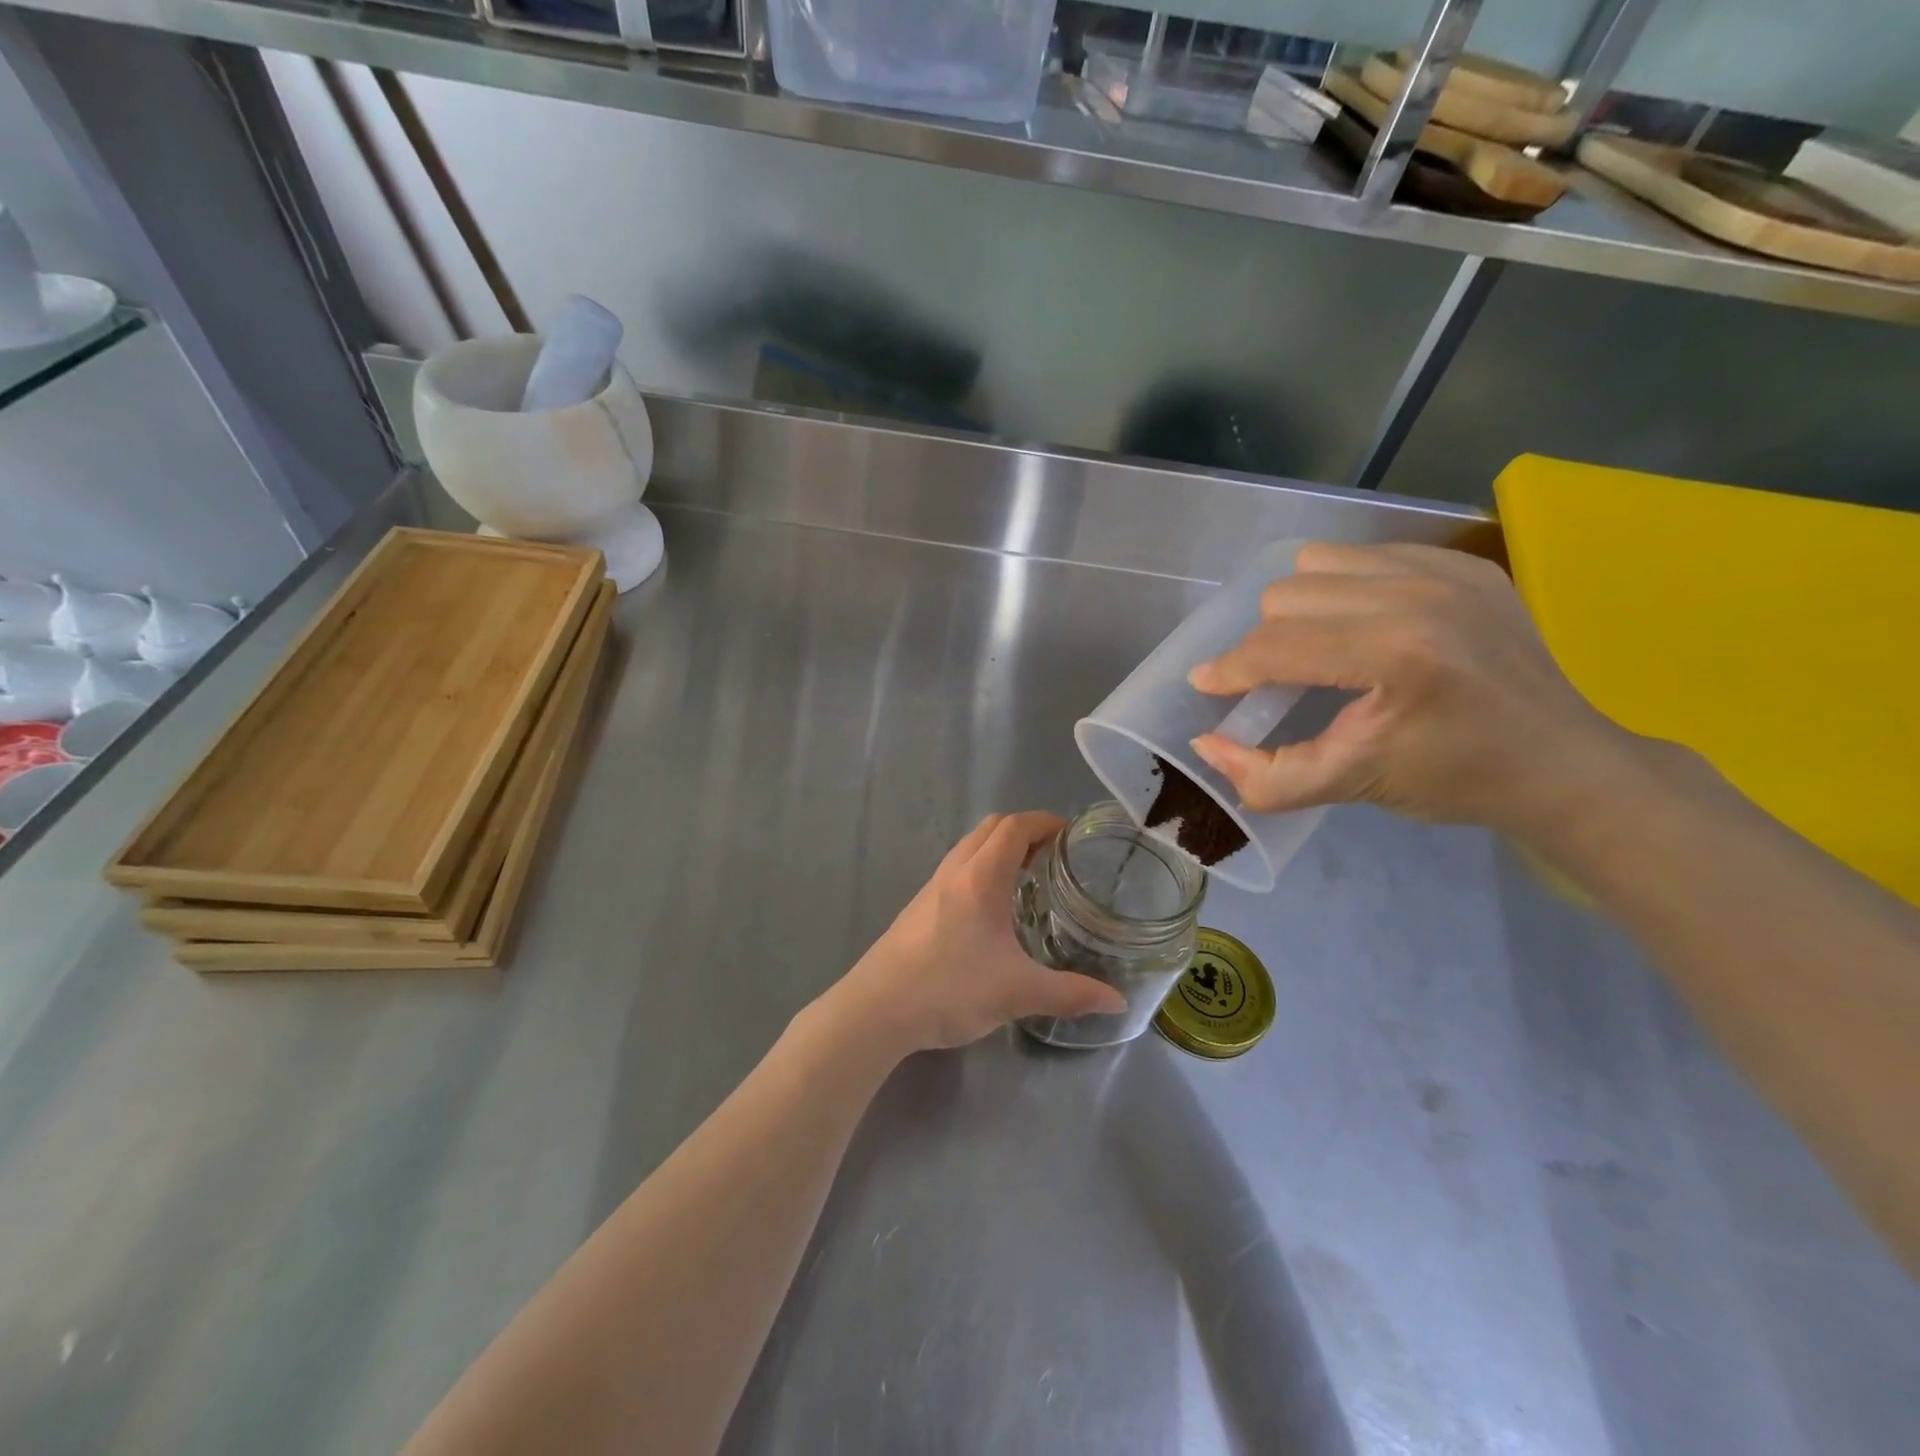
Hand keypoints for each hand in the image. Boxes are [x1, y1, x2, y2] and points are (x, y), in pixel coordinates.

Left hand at [829, 812, 1127, 1054]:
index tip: (1071, 834)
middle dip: (1025, 830)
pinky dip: (981, 867)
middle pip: (990, 828)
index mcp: (980, 878)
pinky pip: (957, 868)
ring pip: (970, 847)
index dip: (1044, 822)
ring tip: (1028, 876)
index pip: (1014, 827)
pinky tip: (992, 907)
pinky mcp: (918, 907)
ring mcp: (932, 887)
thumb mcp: (1017, 993)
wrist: (876, 1009)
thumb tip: (1118, 1002)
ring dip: (1000, 848)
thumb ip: (1071, 994)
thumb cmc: (949, 990)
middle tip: (1055, 855)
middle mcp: (955, 872)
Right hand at [1187, 542, 1635, 835]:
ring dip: (1300, 606)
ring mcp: (1445, 570)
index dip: (1229, 669)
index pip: (1277, 646)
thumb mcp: (1352, 786)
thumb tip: (1205, 744)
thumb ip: (1268, 777)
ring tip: (1317, 646)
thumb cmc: (1457, 780)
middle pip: (1287, 596)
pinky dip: (1344, 587)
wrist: (1565, 761)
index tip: (1207, 684)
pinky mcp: (1463, 562)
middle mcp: (1417, 595)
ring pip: (1318, 563)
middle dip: (1266, 642)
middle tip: (1278, 680)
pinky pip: (1366, 553)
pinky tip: (1361, 625)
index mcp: (1395, 654)